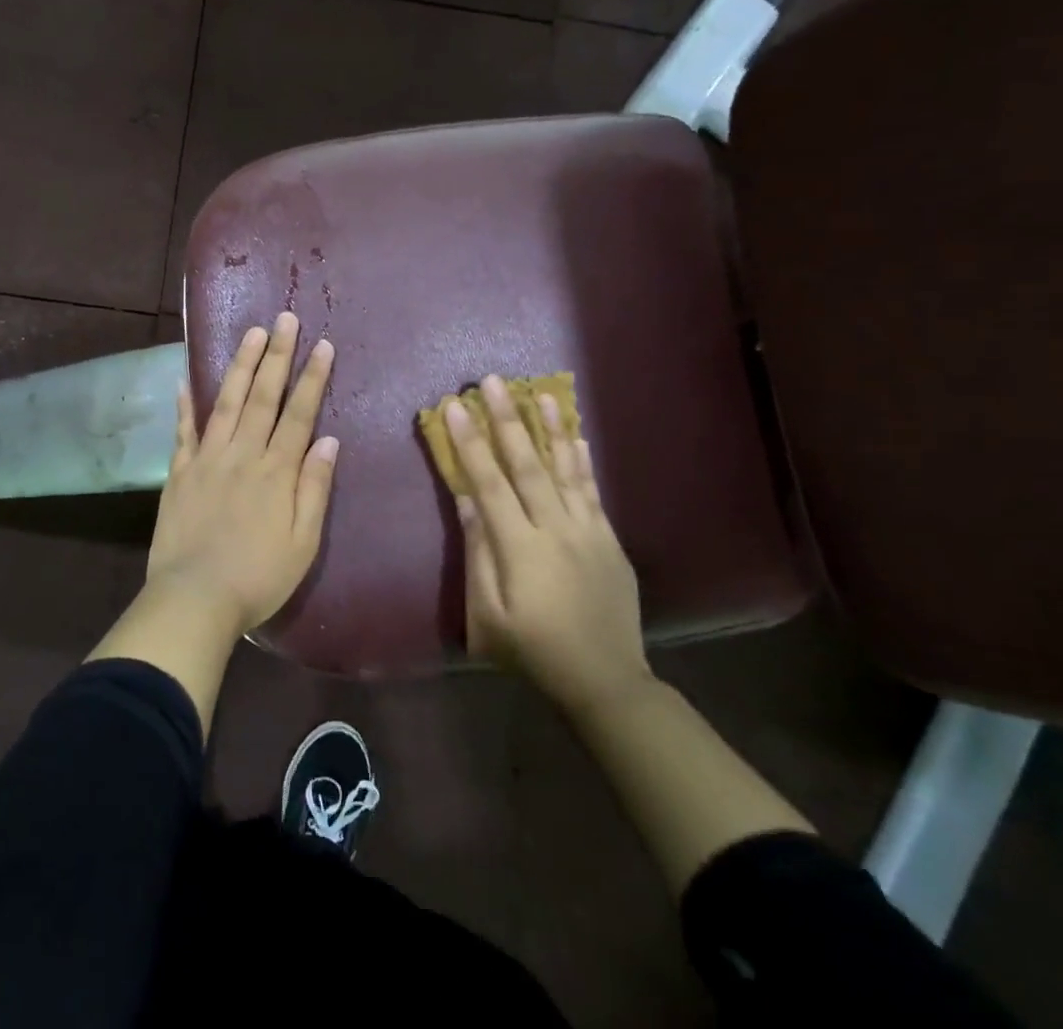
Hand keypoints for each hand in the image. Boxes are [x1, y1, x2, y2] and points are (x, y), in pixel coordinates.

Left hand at [146, 312, 338, 634]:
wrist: (195, 598)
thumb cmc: (258, 578)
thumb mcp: (303, 543)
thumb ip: (314, 488)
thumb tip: (328, 439)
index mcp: (276, 472)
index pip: (299, 414)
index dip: (311, 378)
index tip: (322, 345)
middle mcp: (243, 454)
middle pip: (263, 396)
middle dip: (277, 356)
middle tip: (285, 319)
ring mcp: (207, 459)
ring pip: (227, 402)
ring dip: (241, 365)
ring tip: (252, 333)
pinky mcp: (180, 472)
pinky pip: (183, 431)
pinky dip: (185, 404)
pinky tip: (186, 378)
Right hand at [448, 375, 651, 717]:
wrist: (606, 681)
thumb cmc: (533, 651)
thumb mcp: (488, 615)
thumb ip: (478, 554)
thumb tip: (466, 500)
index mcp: (519, 548)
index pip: (488, 482)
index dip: (470, 442)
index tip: (455, 406)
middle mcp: (554, 529)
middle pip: (526, 464)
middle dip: (507, 419)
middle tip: (492, 381)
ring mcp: (587, 531)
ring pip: (565, 468)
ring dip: (550, 427)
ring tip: (539, 391)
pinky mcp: (607, 538)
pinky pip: (592, 490)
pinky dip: (582, 460)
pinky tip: (577, 435)